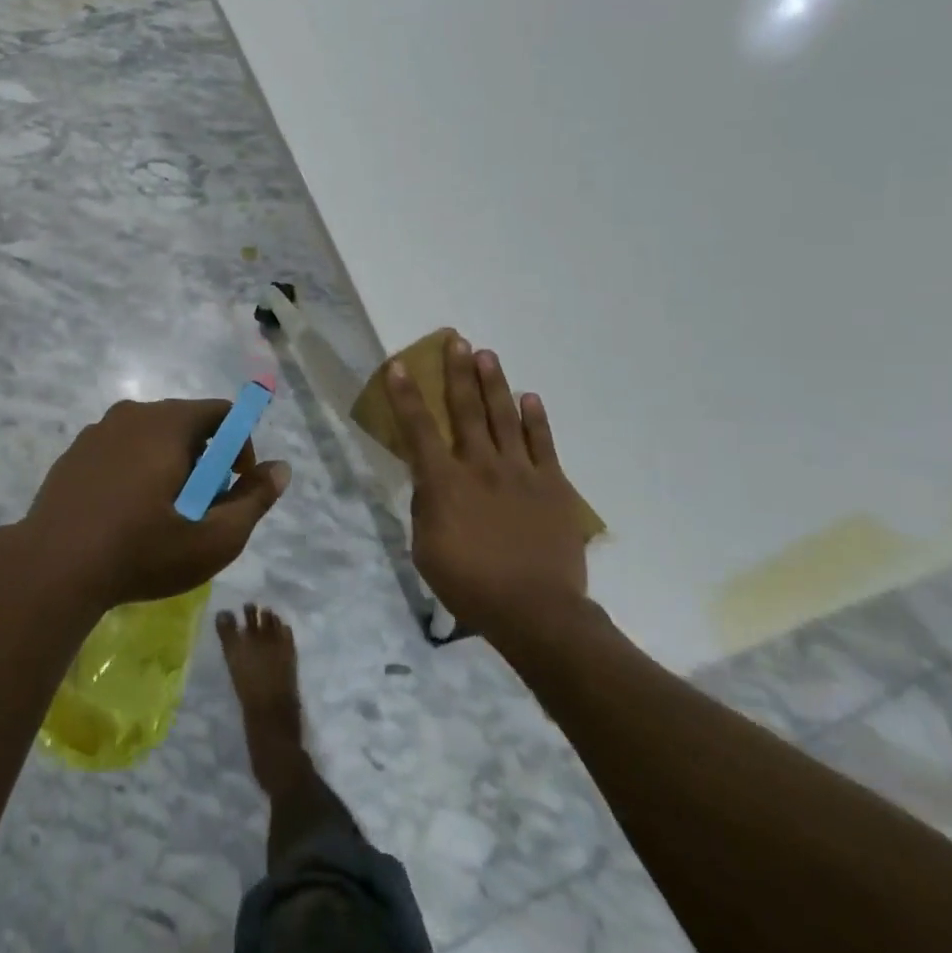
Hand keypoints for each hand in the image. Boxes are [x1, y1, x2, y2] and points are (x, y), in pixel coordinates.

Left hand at [19, 398, 291, 612]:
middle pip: (187, 423)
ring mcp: (97, 432)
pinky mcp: (74, 454)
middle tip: (201, 507)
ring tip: (164, 514)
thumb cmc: (142, 550)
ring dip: (170, 465)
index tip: (233, 487)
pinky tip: (126, 514)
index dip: (241, 447)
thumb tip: (281, 469)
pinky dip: (135, 470)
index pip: (223, 413)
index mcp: (169, 423)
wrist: (52, 568)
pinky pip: (120, 450)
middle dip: (205, 460)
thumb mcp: (213, 537)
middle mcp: (132, 414)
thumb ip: (254, 499)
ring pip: (151, 436)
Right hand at [385, 333, 589, 634]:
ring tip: (488, 355)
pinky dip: (536, 419)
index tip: (399, 365)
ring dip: (494, 384)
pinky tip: (530, 397)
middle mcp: (480, 465)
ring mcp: (520, 472)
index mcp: (445, 482)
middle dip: (458, 372)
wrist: (536, 611)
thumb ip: (425, 508)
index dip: (406, 395)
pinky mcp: (552, 485)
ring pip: (504, 417)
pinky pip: (543, 443)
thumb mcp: (426, 550)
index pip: (418, 429)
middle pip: (466, 410)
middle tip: (457, 341)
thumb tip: (430, 482)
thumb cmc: (470, 585)